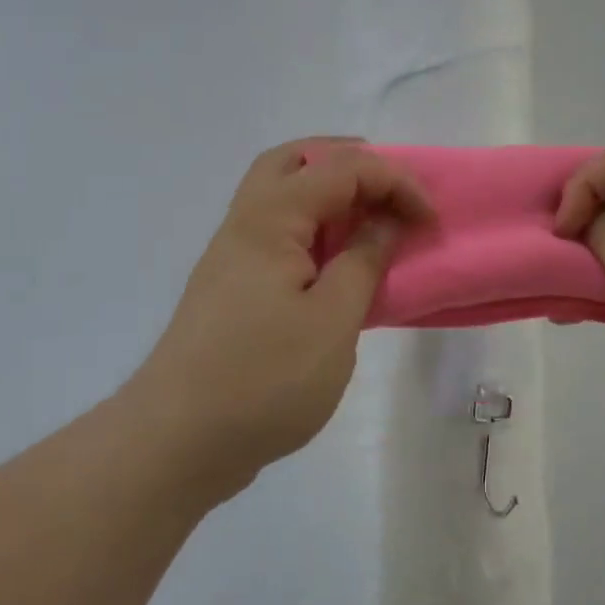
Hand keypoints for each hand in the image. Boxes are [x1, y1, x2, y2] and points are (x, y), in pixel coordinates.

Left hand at [139, 139, 432, 494]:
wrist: (176, 443)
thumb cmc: (263, 379)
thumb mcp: (332, 321)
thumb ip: (363, 261)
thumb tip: (385, 222)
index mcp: (269, 219)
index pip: (341, 168)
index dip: (394, 181)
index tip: (429, 220)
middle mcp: (245, 223)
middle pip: (294, 160)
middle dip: (349, 162)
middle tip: (389, 189)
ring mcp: (232, 255)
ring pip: (280, 194)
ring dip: (328, 192)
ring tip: (369, 219)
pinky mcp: (232, 287)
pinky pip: (277, 232)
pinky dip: (313, 227)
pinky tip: (337, 263)